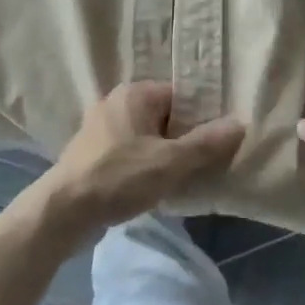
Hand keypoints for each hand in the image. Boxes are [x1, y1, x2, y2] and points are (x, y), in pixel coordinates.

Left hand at [35, 82, 245, 235]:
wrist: (63, 211)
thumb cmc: (120, 177)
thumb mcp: (171, 162)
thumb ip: (207, 143)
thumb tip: (240, 122)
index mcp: (135, 93)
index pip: (181, 96)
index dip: (201, 118)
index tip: (215, 143)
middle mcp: (115, 102)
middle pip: (163, 116)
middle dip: (182, 139)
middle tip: (202, 164)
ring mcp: (99, 127)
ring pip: (145, 136)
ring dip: (161, 154)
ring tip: (179, 178)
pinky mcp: (90, 152)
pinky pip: (127, 151)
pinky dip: (141, 164)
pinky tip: (150, 186)